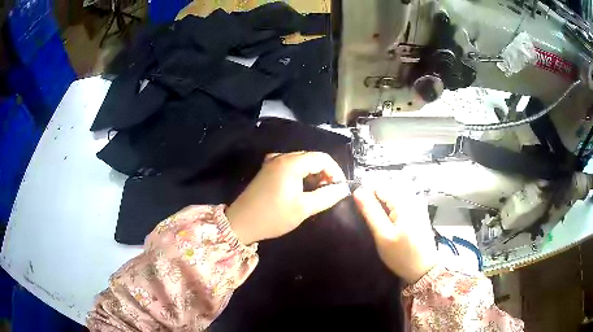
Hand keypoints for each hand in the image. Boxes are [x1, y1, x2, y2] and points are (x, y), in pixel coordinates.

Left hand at [226, 152, 349, 244]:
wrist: (241, 223)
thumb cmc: (273, 216)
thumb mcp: (304, 208)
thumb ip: (326, 196)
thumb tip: (343, 189)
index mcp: (291, 163)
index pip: (323, 158)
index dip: (335, 171)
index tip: (339, 188)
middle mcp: (282, 157)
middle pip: (312, 158)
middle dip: (325, 173)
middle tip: (330, 192)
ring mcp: (273, 162)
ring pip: (302, 162)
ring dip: (313, 174)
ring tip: (318, 192)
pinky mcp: (268, 170)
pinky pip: (290, 166)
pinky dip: (301, 174)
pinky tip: (302, 187)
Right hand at [353, 183, 436, 283]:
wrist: (423, 269)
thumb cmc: (402, 255)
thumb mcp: (383, 236)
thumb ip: (370, 212)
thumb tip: (357, 191)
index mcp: (404, 201)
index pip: (378, 186)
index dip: (365, 195)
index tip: (358, 212)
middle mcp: (412, 197)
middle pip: (386, 190)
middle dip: (374, 202)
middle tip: (368, 222)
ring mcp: (417, 204)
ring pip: (391, 197)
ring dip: (381, 207)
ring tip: (377, 225)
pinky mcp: (418, 212)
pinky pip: (399, 204)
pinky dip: (390, 211)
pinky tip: (388, 225)